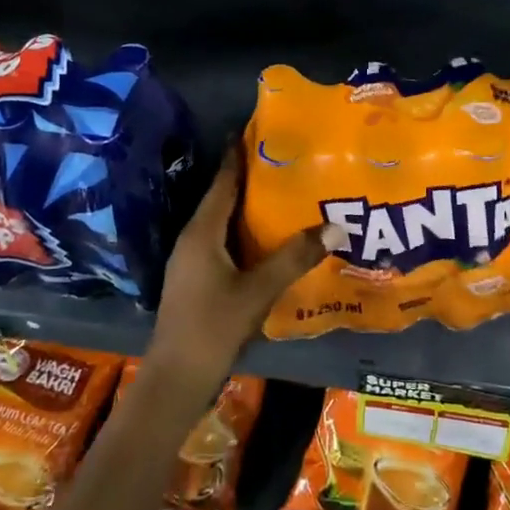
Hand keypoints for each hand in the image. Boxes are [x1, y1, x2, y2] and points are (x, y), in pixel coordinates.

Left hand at [144, 142, 333, 399]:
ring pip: (223, 223)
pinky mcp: (197, 280)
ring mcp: (192, 261)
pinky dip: (245, 233)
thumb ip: (294, 258)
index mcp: (202, 232)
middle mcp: (193, 239)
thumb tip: (333, 226)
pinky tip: (268, 240)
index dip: (238, 155)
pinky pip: (223, 242)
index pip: (223, 182)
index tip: (257, 130)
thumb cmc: (213, 327)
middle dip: (250, 178)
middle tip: (285, 160)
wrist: (176, 379)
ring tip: (283, 193)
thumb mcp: (258, 291)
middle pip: (223, 198)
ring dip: (248, 208)